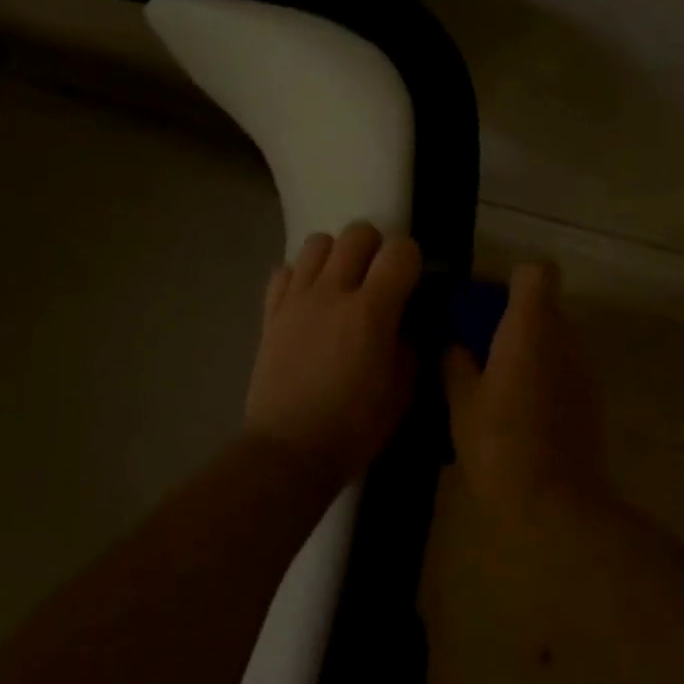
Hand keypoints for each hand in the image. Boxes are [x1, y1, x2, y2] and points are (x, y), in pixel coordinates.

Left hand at [245, 223, 422, 480]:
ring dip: (336, 255)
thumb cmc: (354, 428)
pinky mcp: (270, 313)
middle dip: (375, 248)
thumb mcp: (401, 392)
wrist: (289, 450)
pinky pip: (285, 270)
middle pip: (357, 233)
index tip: (412, 281)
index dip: (412, 259)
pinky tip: (309, 301)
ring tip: (342, 285)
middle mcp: (332, 293)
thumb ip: (409, 345)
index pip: (400, 251)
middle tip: (378, 279)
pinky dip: (301, 276)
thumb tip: (407, 321)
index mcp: (371, 312)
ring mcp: (296, 300)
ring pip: (317, 242)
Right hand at [443, 261, 609, 519]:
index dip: (509, 280)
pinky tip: (515, 408)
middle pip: (543, 305)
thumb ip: (455, 361)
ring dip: (525, 347)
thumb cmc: (498, 444)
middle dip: (509, 317)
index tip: (481, 306)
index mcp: (531, 328)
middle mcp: (565, 339)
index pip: (536, 272)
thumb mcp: (460, 400)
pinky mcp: (589, 400)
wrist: (553, 504)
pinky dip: (540, 374)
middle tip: (474, 346)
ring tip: (492, 381)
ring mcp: (583, 370)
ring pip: (553, 338)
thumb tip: (454, 344)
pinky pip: (561, 368)